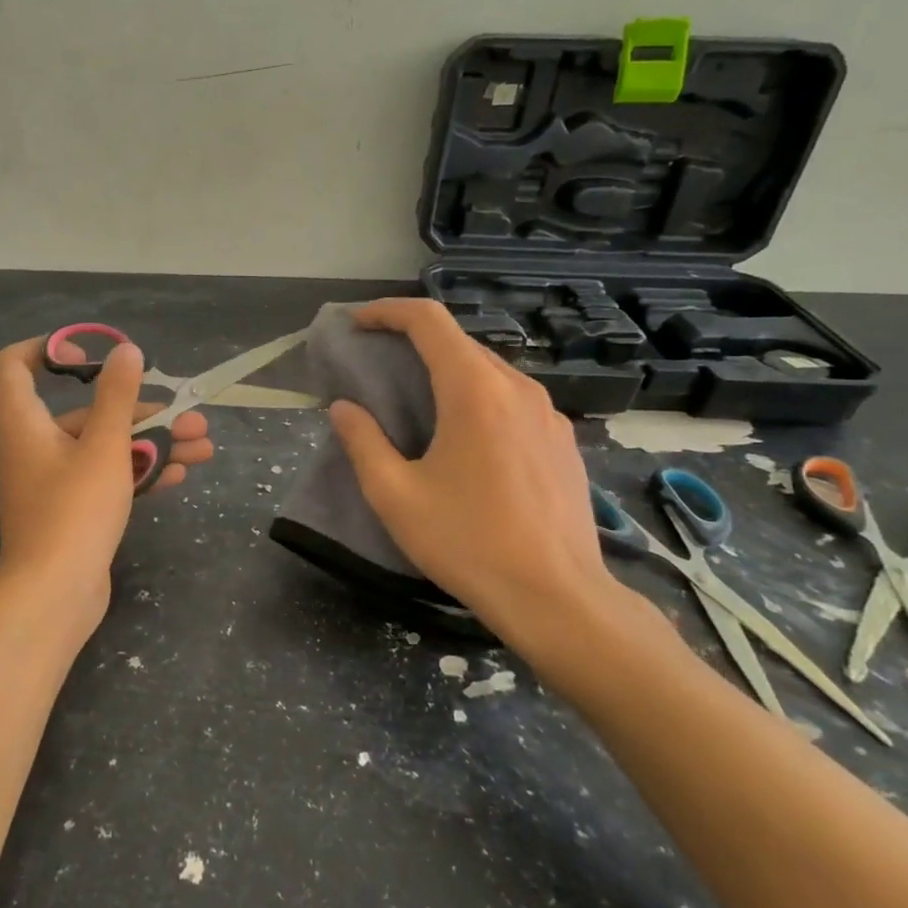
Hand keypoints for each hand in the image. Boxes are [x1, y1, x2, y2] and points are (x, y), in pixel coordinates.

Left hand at [0, 337, 213, 621]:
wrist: (55, 597)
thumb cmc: (74, 512)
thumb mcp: (104, 447)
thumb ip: (118, 396)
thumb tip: (127, 351)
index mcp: (26, 422)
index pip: (17, 364)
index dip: (49, 349)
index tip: (93, 356)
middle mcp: (36, 445)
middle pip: (87, 411)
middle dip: (142, 411)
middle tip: (191, 416)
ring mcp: (55, 481)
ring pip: (106, 447)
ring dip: (153, 444)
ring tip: (204, 448)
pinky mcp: (74, 509)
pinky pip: (107, 477)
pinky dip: (139, 473)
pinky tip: (180, 476)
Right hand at [325, 299, 644, 665]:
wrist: (557, 596)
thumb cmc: (467, 542)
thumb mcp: (395, 495)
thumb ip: (363, 442)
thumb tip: (344, 408)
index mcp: (474, 391)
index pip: (429, 321)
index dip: (387, 311)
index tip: (356, 323)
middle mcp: (517, 388)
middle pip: (459, 342)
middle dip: (413, 342)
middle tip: (377, 365)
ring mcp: (548, 413)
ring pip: (488, 371)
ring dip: (446, 371)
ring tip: (416, 402)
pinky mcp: (563, 440)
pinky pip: (512, 399)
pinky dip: (477, 397)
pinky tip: (464, 438)